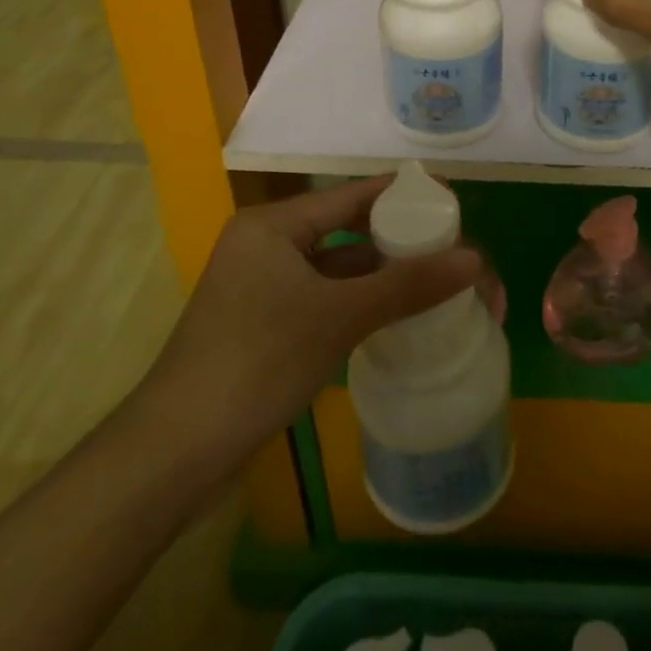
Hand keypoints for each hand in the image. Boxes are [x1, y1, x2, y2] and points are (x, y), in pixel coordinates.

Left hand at [137, 178, 479, 456]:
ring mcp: (262, 287)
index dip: (402, 195)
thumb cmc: (257, 363)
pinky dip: (359, 303)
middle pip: (346, 231)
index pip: (351, 196)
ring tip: (437, 280)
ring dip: (381, 275)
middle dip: (398, 240)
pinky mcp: (264, 325)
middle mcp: (266, 246)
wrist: (175, 455)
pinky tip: (396, 316)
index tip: (450, 201)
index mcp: (273, 226)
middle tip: (451, 248)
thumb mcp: (338, 318)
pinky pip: (324, 299)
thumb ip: (408, 285)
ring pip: (337, 269)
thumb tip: (476, 259)